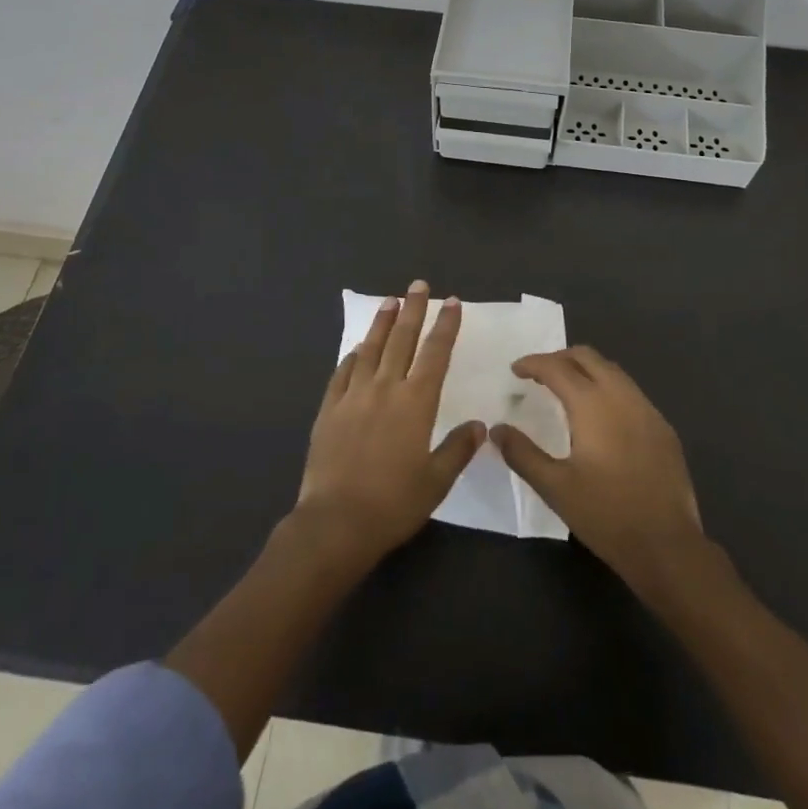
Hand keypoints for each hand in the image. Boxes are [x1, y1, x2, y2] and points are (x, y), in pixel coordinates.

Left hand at [295, 281, 483, 565]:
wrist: (336, 522)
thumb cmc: (394, 504)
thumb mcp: (436, 481)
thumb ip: (458, 449)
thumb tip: (478, 425)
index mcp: (416, 403)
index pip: (435, 353)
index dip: (445, 326)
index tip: (451, 302)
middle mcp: (385, 389)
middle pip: (402, 339)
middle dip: (413, 310)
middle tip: (418, 285)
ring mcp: (353, 396)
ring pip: (370, 349)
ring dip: (382, 323)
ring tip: (389, 302)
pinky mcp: (329, 410)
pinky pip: (342, 373)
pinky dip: (352, 357)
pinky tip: (356, 350)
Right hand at [493, 345, 704, 587]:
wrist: (667, 546)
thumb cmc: (606, 515)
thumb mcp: (555, 487)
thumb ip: (523, 454)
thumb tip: (497, 430)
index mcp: (593, 404)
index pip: (558, 368)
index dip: (533, 364)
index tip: (515, 370)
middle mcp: (622, 396)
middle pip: (588, 357)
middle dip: (560, 358)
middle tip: (539, 374)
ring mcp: (648, 410)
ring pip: (613, 371)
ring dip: (586, 371)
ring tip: (566, 389)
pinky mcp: (663, 428)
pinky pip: (630, 392)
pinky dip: (608, 389)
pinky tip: (600, 416)